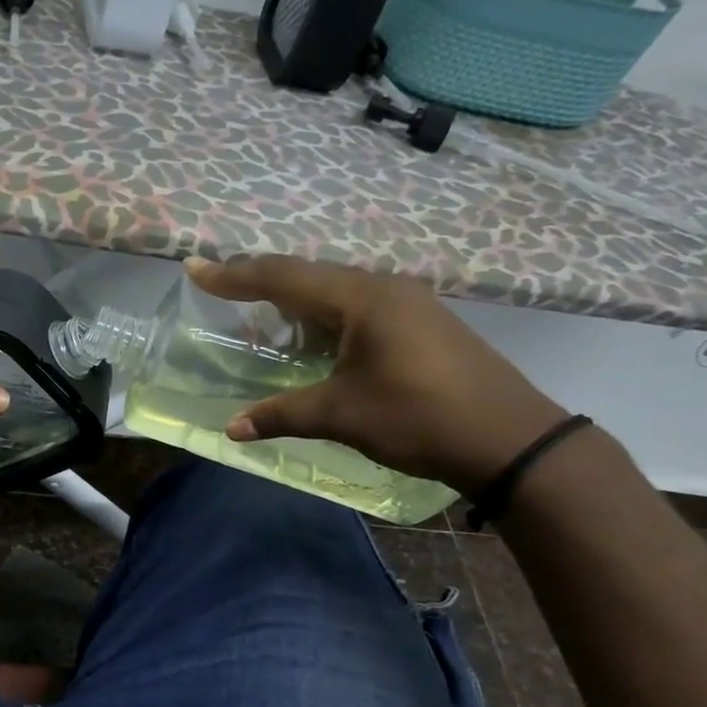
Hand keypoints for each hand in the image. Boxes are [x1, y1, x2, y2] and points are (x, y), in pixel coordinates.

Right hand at [186, 256, 570, 496]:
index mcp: (361, 298)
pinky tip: (313, 341)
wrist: (510, 439)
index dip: (235, 275)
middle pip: (308, 275)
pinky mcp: (420, 324)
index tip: (195, 268)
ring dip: (295, 303)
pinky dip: (323, 318)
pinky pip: (357, 308)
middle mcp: (383, 288)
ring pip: (334, 292)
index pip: (283, 276)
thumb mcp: (342, 415)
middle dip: (261, 283)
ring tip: (260, 319)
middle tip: (222, 290)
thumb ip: (282, 414)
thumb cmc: (419, 418)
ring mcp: (407, 303)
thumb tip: (232, 428)